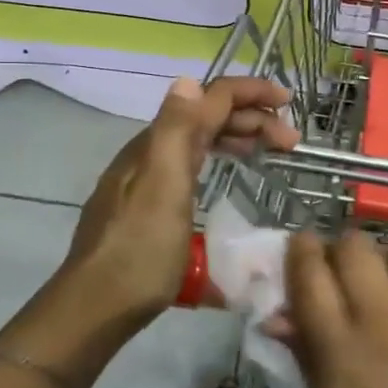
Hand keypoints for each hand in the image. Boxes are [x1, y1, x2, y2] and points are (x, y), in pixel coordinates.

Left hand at [57, 76, 298, 327]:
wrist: (96, 307)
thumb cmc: (140, 249)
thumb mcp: (163, 185)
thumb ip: (177, 130)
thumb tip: (190, 80)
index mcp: (158, 143)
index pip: (209, 99)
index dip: (251, 93)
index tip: (290, 104)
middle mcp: (152, 153)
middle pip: (207, 118)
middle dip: (252, 118)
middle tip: (291, 143)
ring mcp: (149, 180)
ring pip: (200, 142)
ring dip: (239, 138)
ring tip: (271, 154)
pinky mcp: (150, 206)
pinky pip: (193, 165)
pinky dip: (221, 159)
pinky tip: (231, 177)